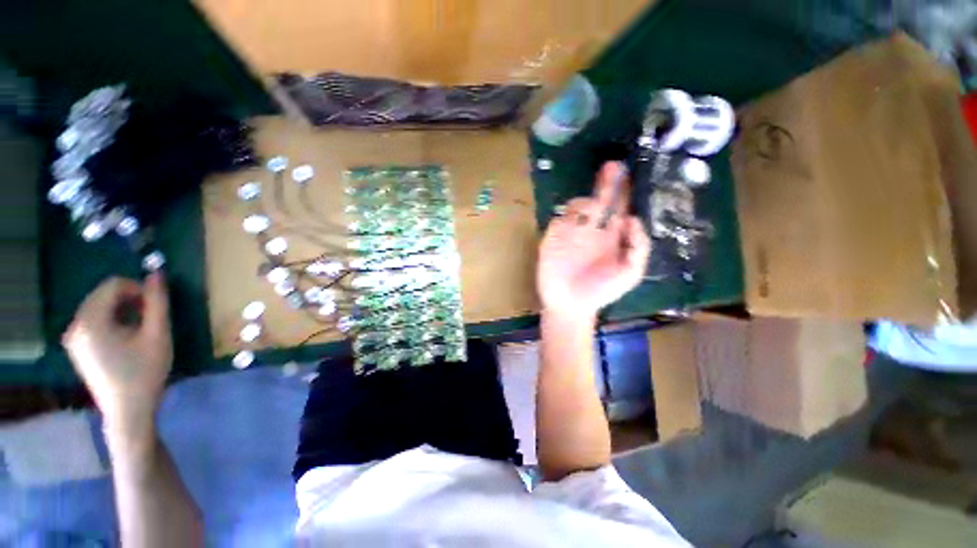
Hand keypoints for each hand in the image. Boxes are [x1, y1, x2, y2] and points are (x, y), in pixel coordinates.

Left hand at [63, 274, 172, 429]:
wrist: (128, 411)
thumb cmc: (145, 372)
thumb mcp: (157, 335)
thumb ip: (158, 302)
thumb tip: (158, 273)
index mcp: (91, 320)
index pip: (113, 285)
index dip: (138, 289)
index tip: (154, 308)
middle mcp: (75, 325)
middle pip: (103, 295)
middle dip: (129, 301)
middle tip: (149, 320)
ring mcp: (73, 337)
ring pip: (100, 308)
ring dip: (122, 311)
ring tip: (139, 332)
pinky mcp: (76, 347)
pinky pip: (94, 321)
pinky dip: (112, 322)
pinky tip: (125, 341)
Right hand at [537, 162, 650, 319]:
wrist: (571, 306)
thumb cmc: (602, 291)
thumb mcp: (630, 272)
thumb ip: (638, 246)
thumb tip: (632, 218)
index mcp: (611, 236)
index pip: (618, 208)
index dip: (623, 191)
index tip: (627, 173)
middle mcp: (592, 230)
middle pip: (599, 201)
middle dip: (606, 184)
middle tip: (612, 166)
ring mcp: (571, 234)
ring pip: (576, 207)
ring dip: (585, 203)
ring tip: (593, 211)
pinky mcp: (553, 240)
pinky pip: (558, 221)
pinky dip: (565, 218)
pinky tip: (572, 224)